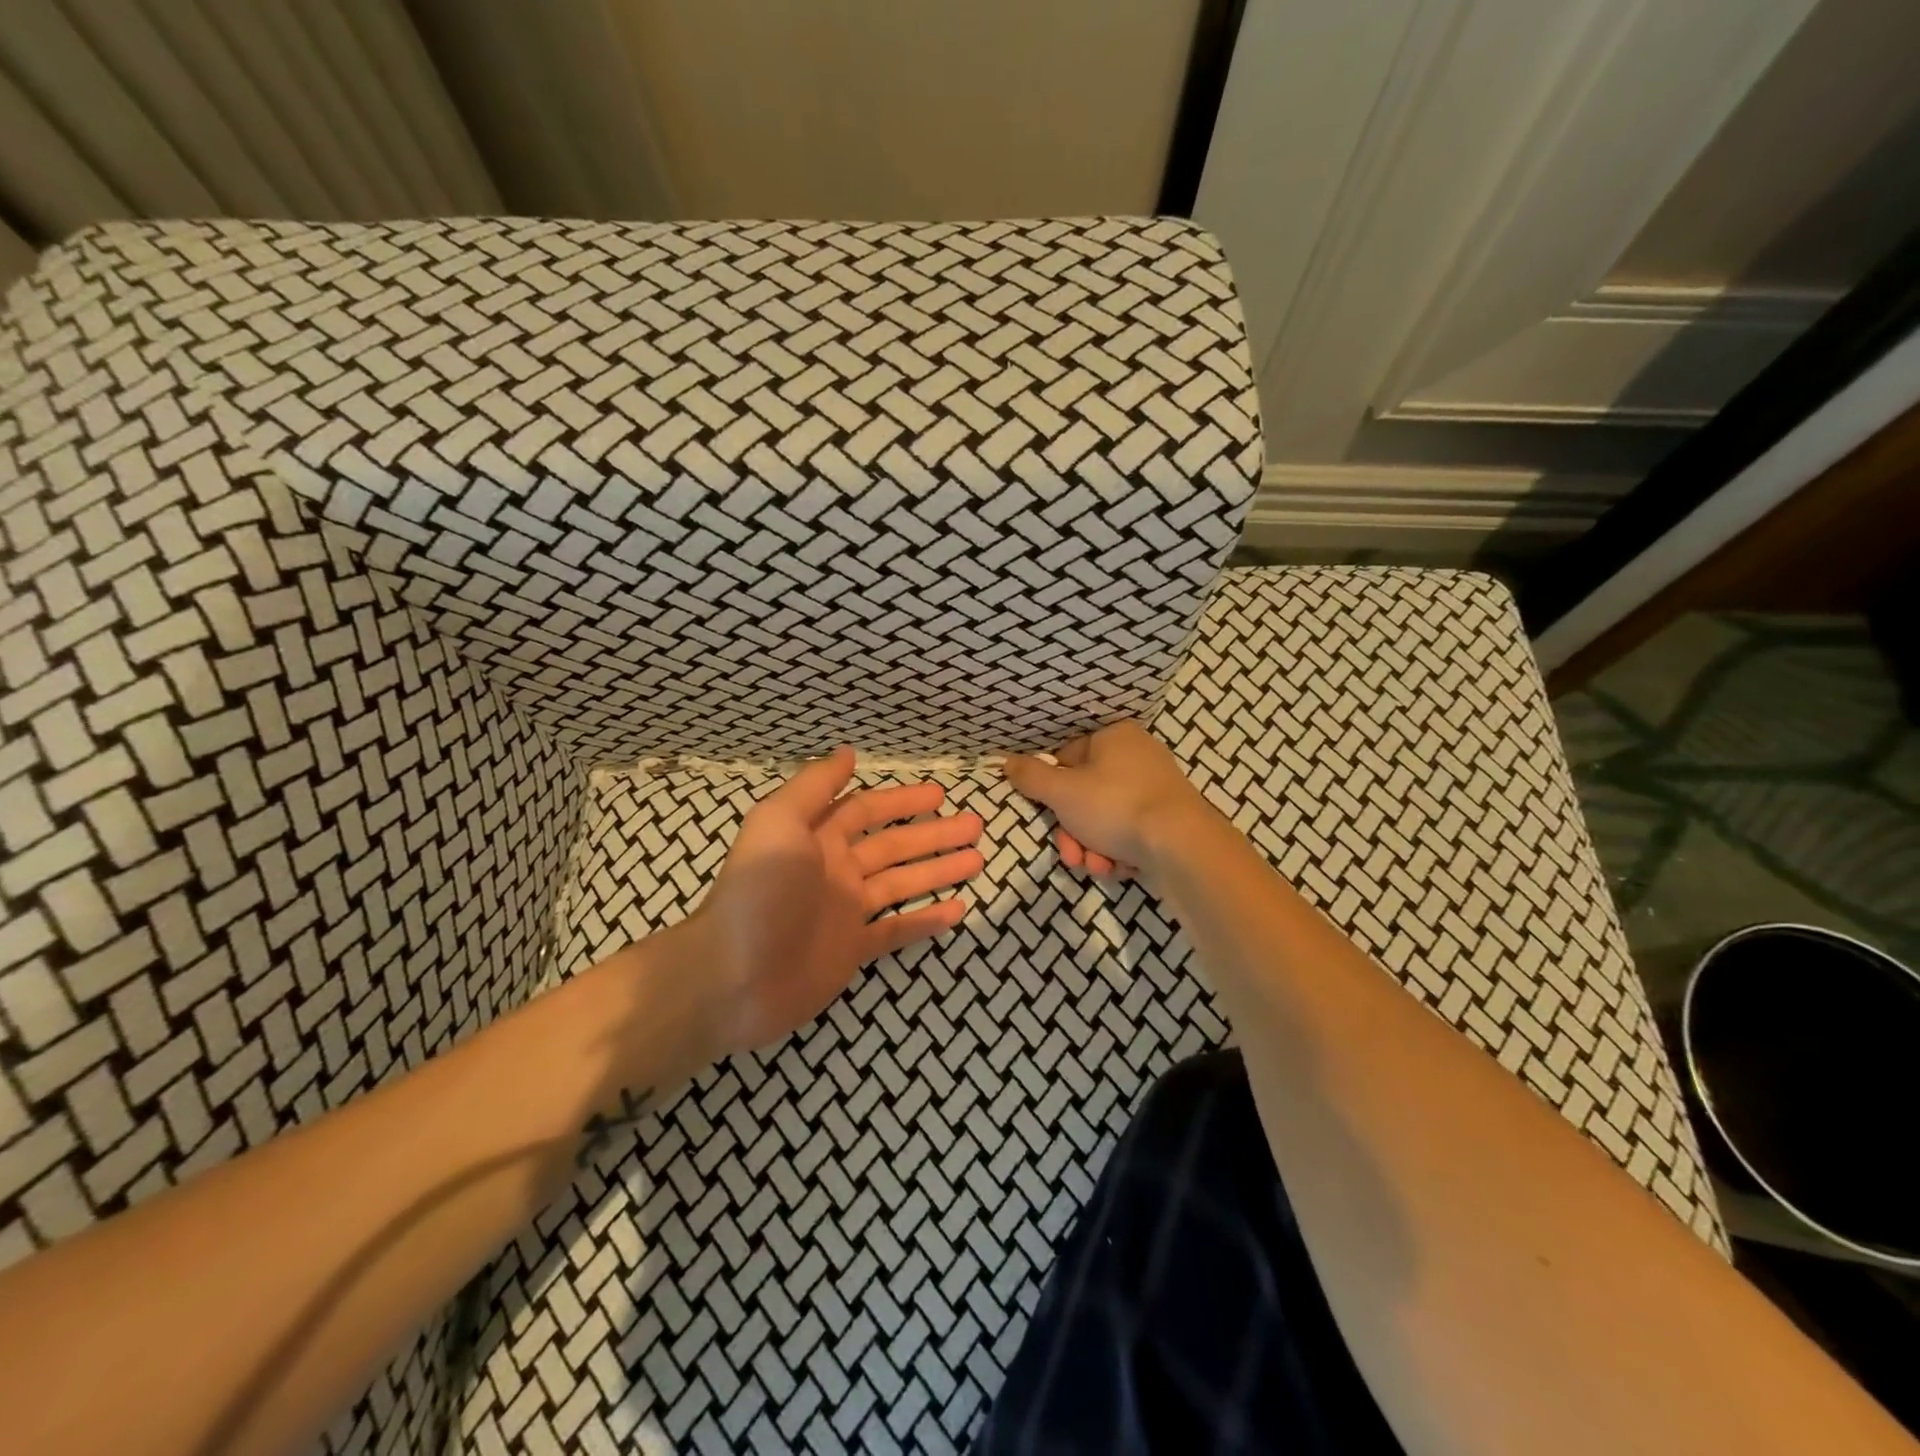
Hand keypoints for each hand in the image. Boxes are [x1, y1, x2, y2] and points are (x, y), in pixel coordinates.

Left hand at [692, 747, 983, 1055]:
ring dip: (938, 869)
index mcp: (818, 839)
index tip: (940, 794)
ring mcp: (845, 913)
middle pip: (893, 846)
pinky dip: (926, 920)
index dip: (902, 800)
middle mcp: (835, 871)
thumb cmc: (759, 892)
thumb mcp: (779, 823)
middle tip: (975, 824)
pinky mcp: (852, 951)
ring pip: (902, 883)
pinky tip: (957, 910)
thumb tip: (848, 751)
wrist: (732, 978)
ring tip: (977, 859)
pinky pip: (896, 930)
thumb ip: (815, 787)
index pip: (866, 811)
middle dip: (933, 833)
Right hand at [1003, 721, 1212, 878]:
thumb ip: (1031, 777)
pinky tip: (1118, 868)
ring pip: (1105, 820)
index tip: (1047, 815)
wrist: (1183, 846)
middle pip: (1085, 795)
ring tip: (1097, 867)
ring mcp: (1156, 790)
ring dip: (1092, 847)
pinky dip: (1118, 852)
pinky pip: (1129, 833)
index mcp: (1114, 737)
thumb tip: (1006, 762)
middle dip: (1073, 832)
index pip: (1067, 757)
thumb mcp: (1062, 791)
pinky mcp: (1168, 821)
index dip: (1052, 791)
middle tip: (1072, 854)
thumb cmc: (1116, 807)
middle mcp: (1138, 757)